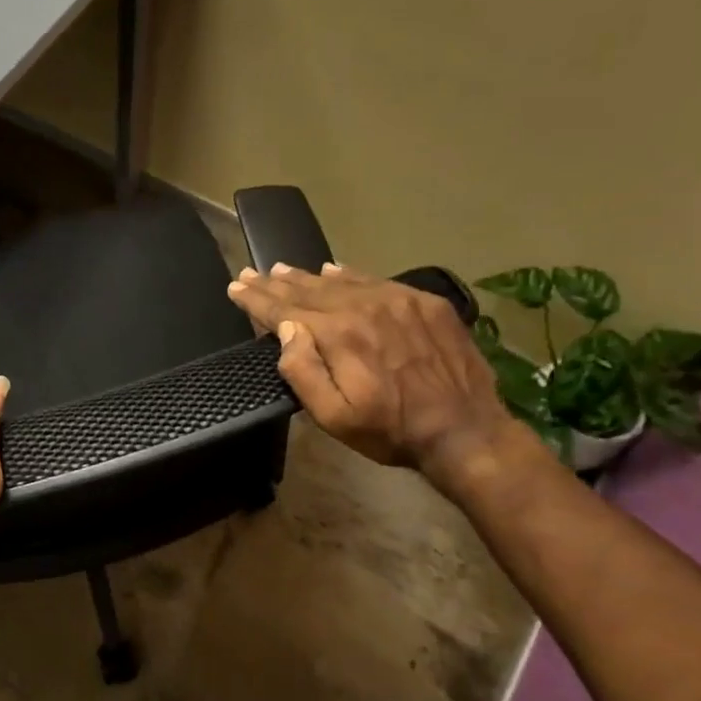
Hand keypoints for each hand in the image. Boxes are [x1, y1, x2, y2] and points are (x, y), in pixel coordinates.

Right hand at [227, 262, 521, 483]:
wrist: (465, 430)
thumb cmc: (390, 431)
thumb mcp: (334, 417)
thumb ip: (304, 372)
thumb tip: (286, 330)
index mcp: (339, 335)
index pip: (285, 310)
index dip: (256, 299)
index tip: (235, 286)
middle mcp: (365, 307)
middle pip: (309, 290)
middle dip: (275, 283)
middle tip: (251, 273)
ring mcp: (398, 300)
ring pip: (341, 282)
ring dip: (307, 277)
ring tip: (281, 269)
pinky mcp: (425, 303)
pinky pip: (376, 280)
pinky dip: (349, 275)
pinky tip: (334, 271)